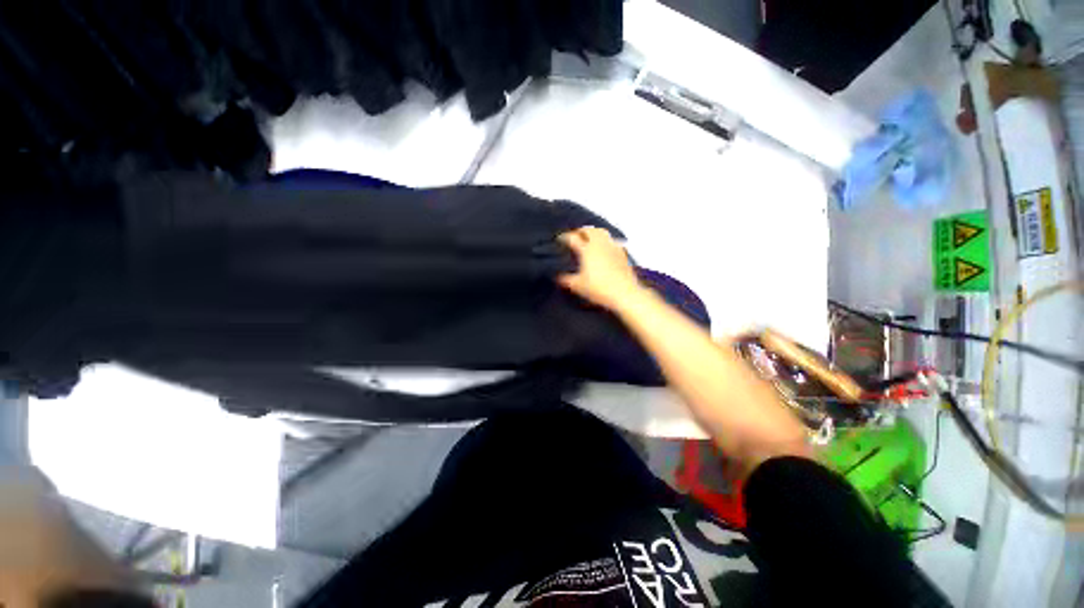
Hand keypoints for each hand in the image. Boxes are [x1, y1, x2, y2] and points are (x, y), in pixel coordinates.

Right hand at [556, 227, 644, 312]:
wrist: (625, 293)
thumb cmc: (599, 289)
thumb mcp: (578, 286)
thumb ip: (566, 279)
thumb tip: (558, 276)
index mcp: (587, 250)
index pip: (573, 238)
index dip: (564, 237)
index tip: (559, 239)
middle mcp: (600, 244)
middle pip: (590, 230)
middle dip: (581, 231)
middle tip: (575, 235)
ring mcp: (613, 247)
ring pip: (602, 232)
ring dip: (594, 233)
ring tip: (589, 239)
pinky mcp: (623, 253)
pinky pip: (612, 241)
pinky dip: (605, 241)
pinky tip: (604, 249)